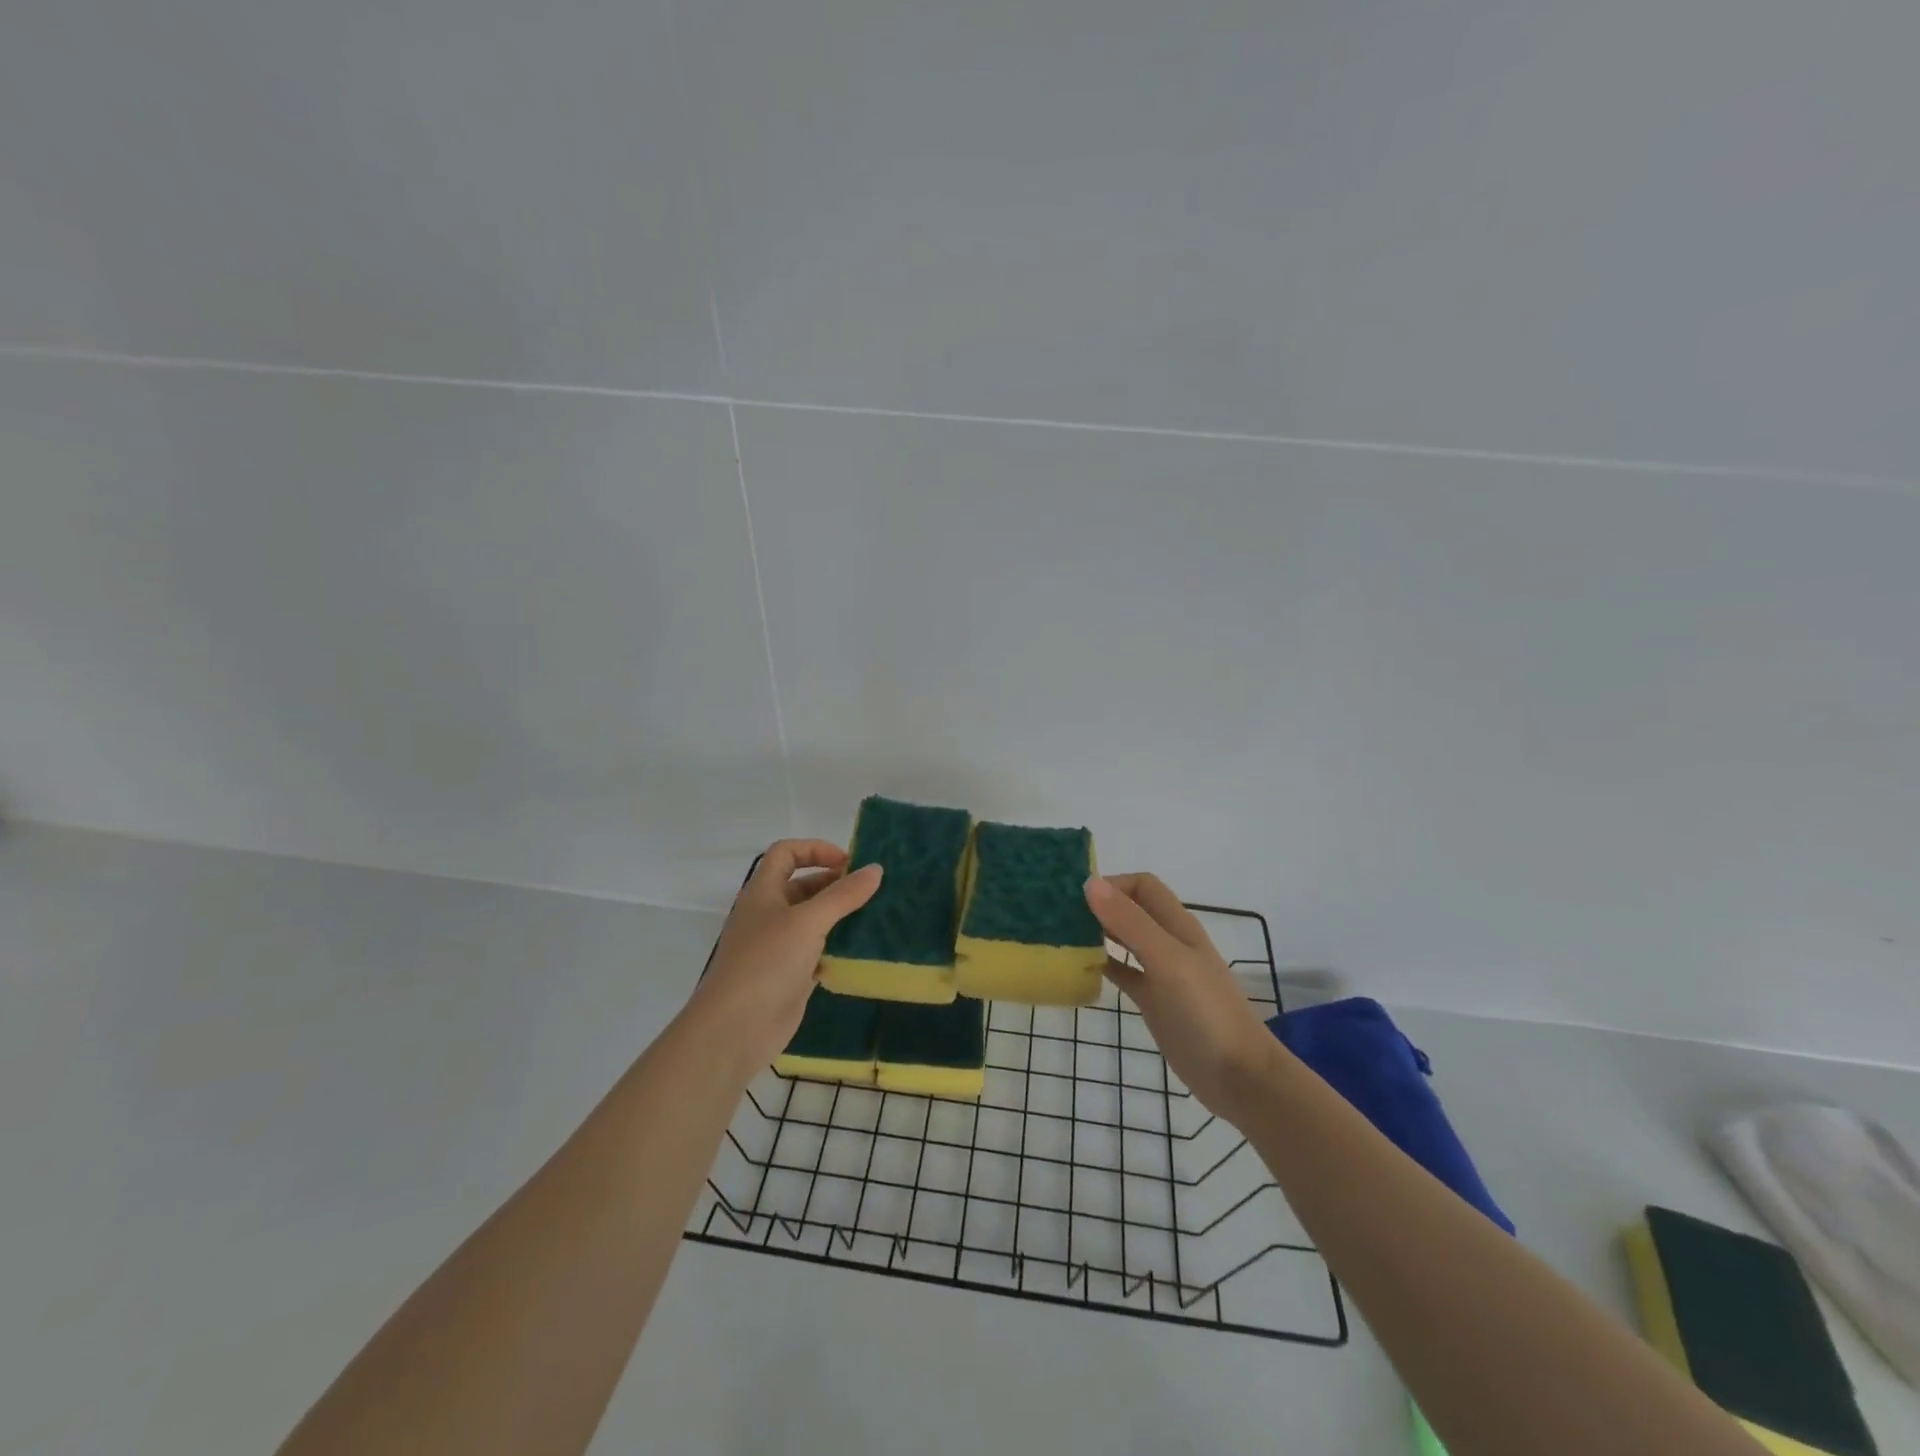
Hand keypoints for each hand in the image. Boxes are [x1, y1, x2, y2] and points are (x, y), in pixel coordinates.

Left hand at [683, 840, 882, 1077]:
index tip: (848, 862)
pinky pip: (818, 953)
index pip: (786, 853)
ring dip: (840, 917)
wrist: (734, 1030)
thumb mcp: (808, 922)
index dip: (815, 849)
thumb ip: (843, 895)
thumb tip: (875, 869)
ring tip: (875, 917)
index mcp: (763, 892)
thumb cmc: (767, 963)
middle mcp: (768, 915)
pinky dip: (837, 949)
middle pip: (803, 887)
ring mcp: (778, 947)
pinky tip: (862, 952)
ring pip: (813, 922)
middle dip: (835, 884)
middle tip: (871, 891)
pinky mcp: (789, 976)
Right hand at [1084, 874, 1281, 1123]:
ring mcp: (1160, 973)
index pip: (1142, 886)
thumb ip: (1131, 923)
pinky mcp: (1153, 1001)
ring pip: (1123, 940)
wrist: (1238, 1076)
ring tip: (1061, 935)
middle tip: (1059, 914)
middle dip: (1099, 905)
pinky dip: (1101, 967)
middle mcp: (1168, 942)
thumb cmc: (1206, 1012)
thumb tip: (1090, 883)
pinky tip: (1078, 970)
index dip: (1113, 883)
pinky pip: (1122, 973)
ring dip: (1097, 933)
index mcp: (1177, 925)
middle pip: (1131, 910)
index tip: (1076, 896)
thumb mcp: (1168, 961)